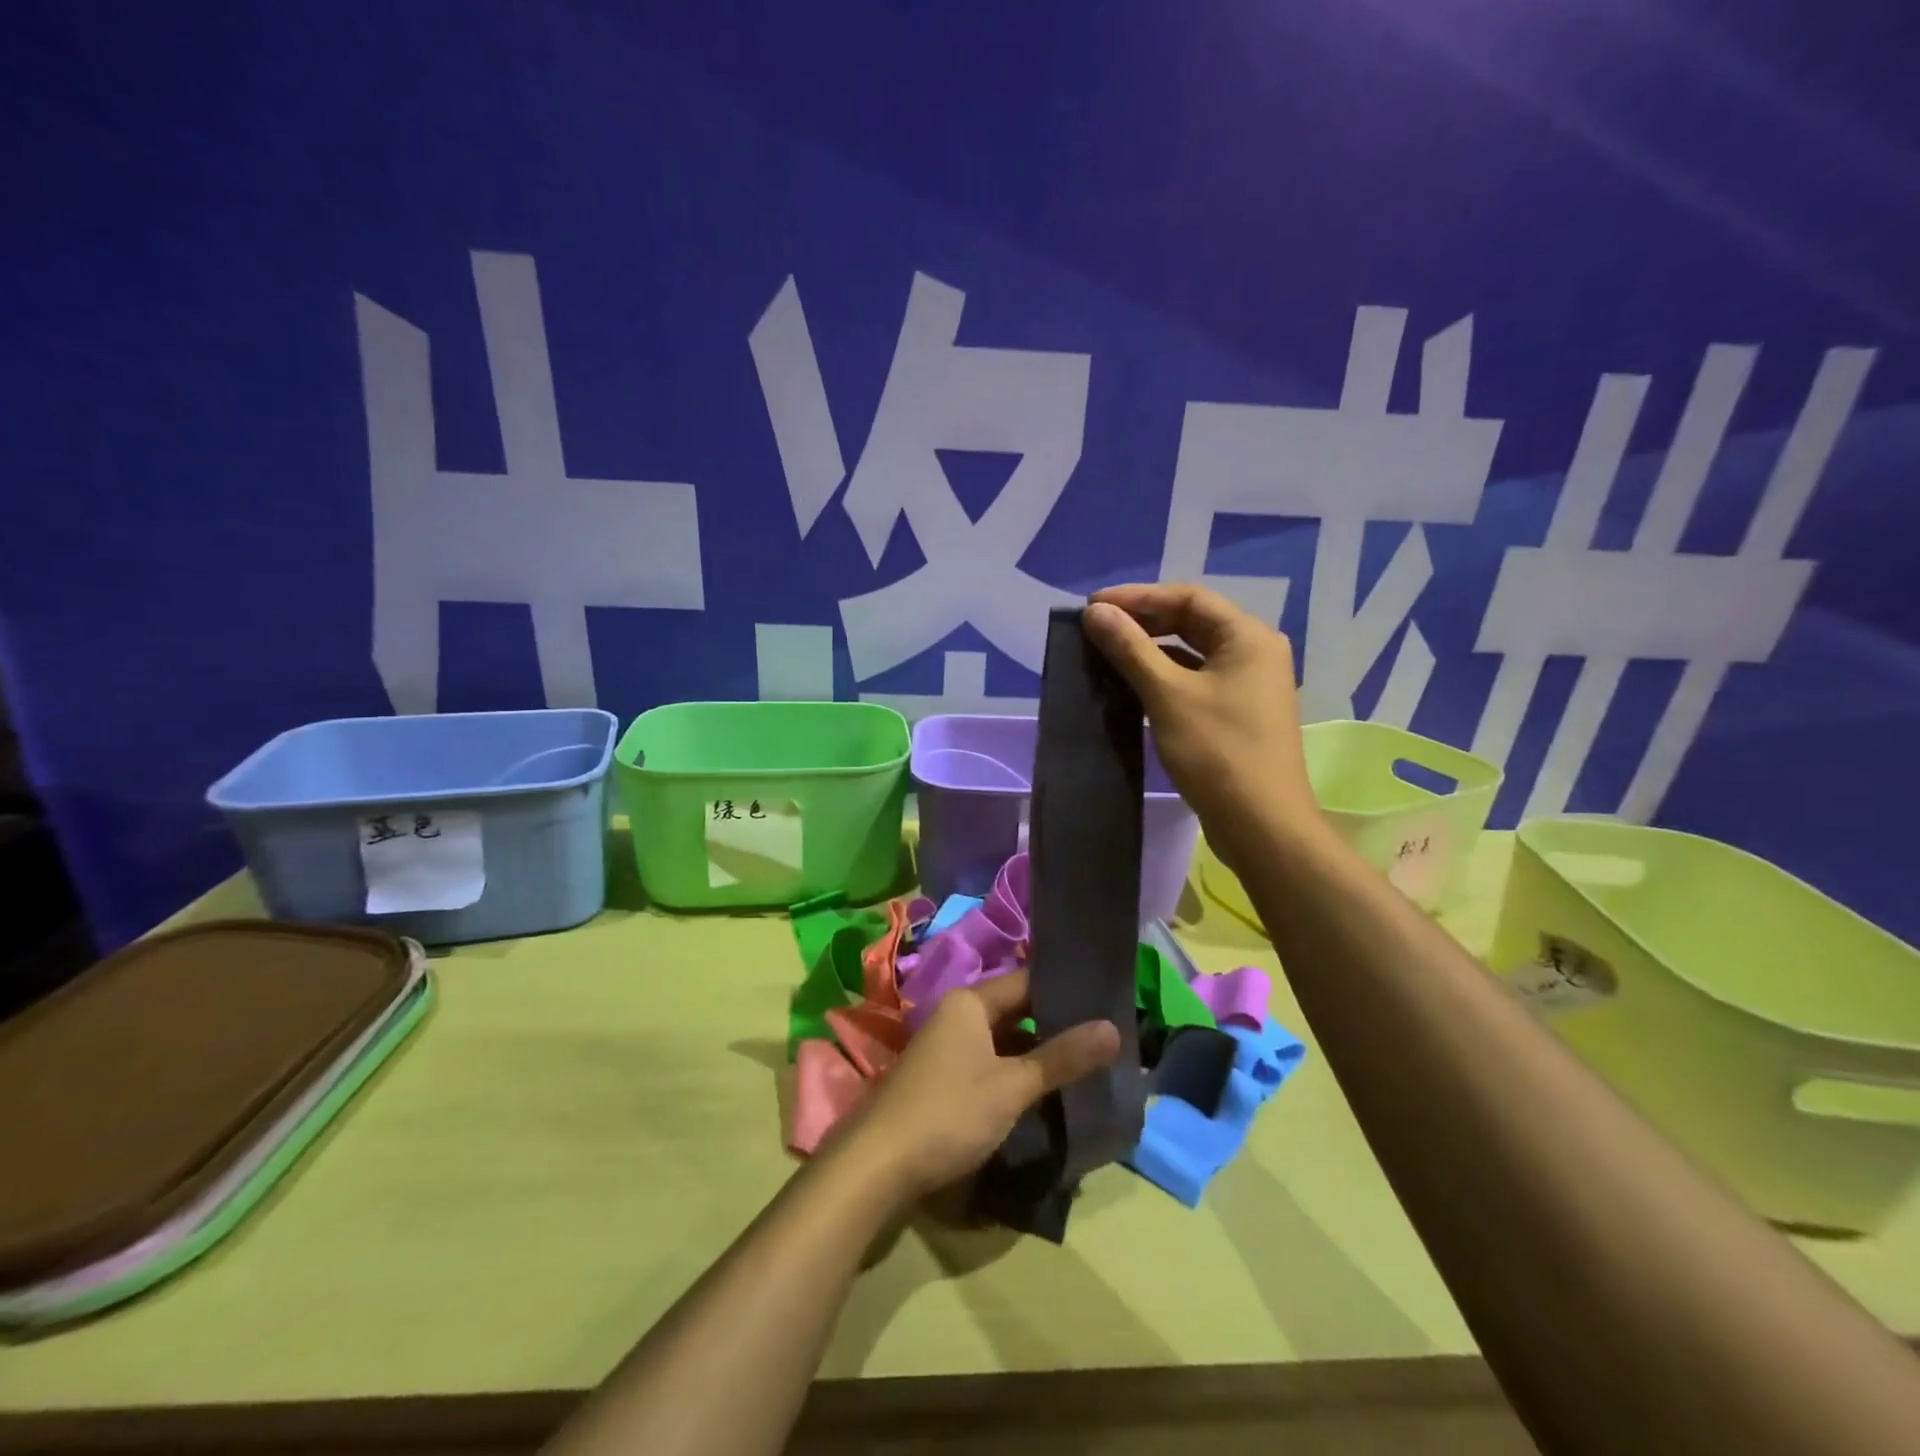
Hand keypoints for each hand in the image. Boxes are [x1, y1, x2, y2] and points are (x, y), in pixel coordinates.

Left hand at [836, 971, 1119, 1202]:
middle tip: (1103, 1038)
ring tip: (1083, 1065)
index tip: (1106, 1002)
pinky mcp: (942, 1079)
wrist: (878, 1164)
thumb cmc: (949, 1112)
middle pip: (1015, 1010)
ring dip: (1036, 1052)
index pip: (1027, 982)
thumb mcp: (1012, 1085)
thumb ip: (1062, 1058)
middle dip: (1055, 1025)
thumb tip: (1114, 1028)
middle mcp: (956, 1015)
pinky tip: (1043, 1092)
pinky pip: (988, 1063)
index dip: (1065, 991)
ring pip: (1002, 1040)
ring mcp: (946, 1048)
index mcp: (969, 1002)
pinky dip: (1015, 1072)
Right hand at [1085, 582, 1320, 871]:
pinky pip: (1196, 680)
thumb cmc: (1217, 752)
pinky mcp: (1238, 714)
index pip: (1188, 598)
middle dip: (1143, 621)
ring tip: (1107, 652)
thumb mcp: (1168, 695)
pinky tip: (1133, 685)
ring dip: (1151, 650)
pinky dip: (1165, 676)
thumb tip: (1095, 613)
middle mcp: (1255, 652)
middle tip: (1096, 628)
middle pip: (1193, 622)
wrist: (1261, 824)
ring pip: (1193, 653)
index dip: (1137, 597)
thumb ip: (1130, 649)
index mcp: (1248, 637)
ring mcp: (1249, 685)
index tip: (1092, 607)